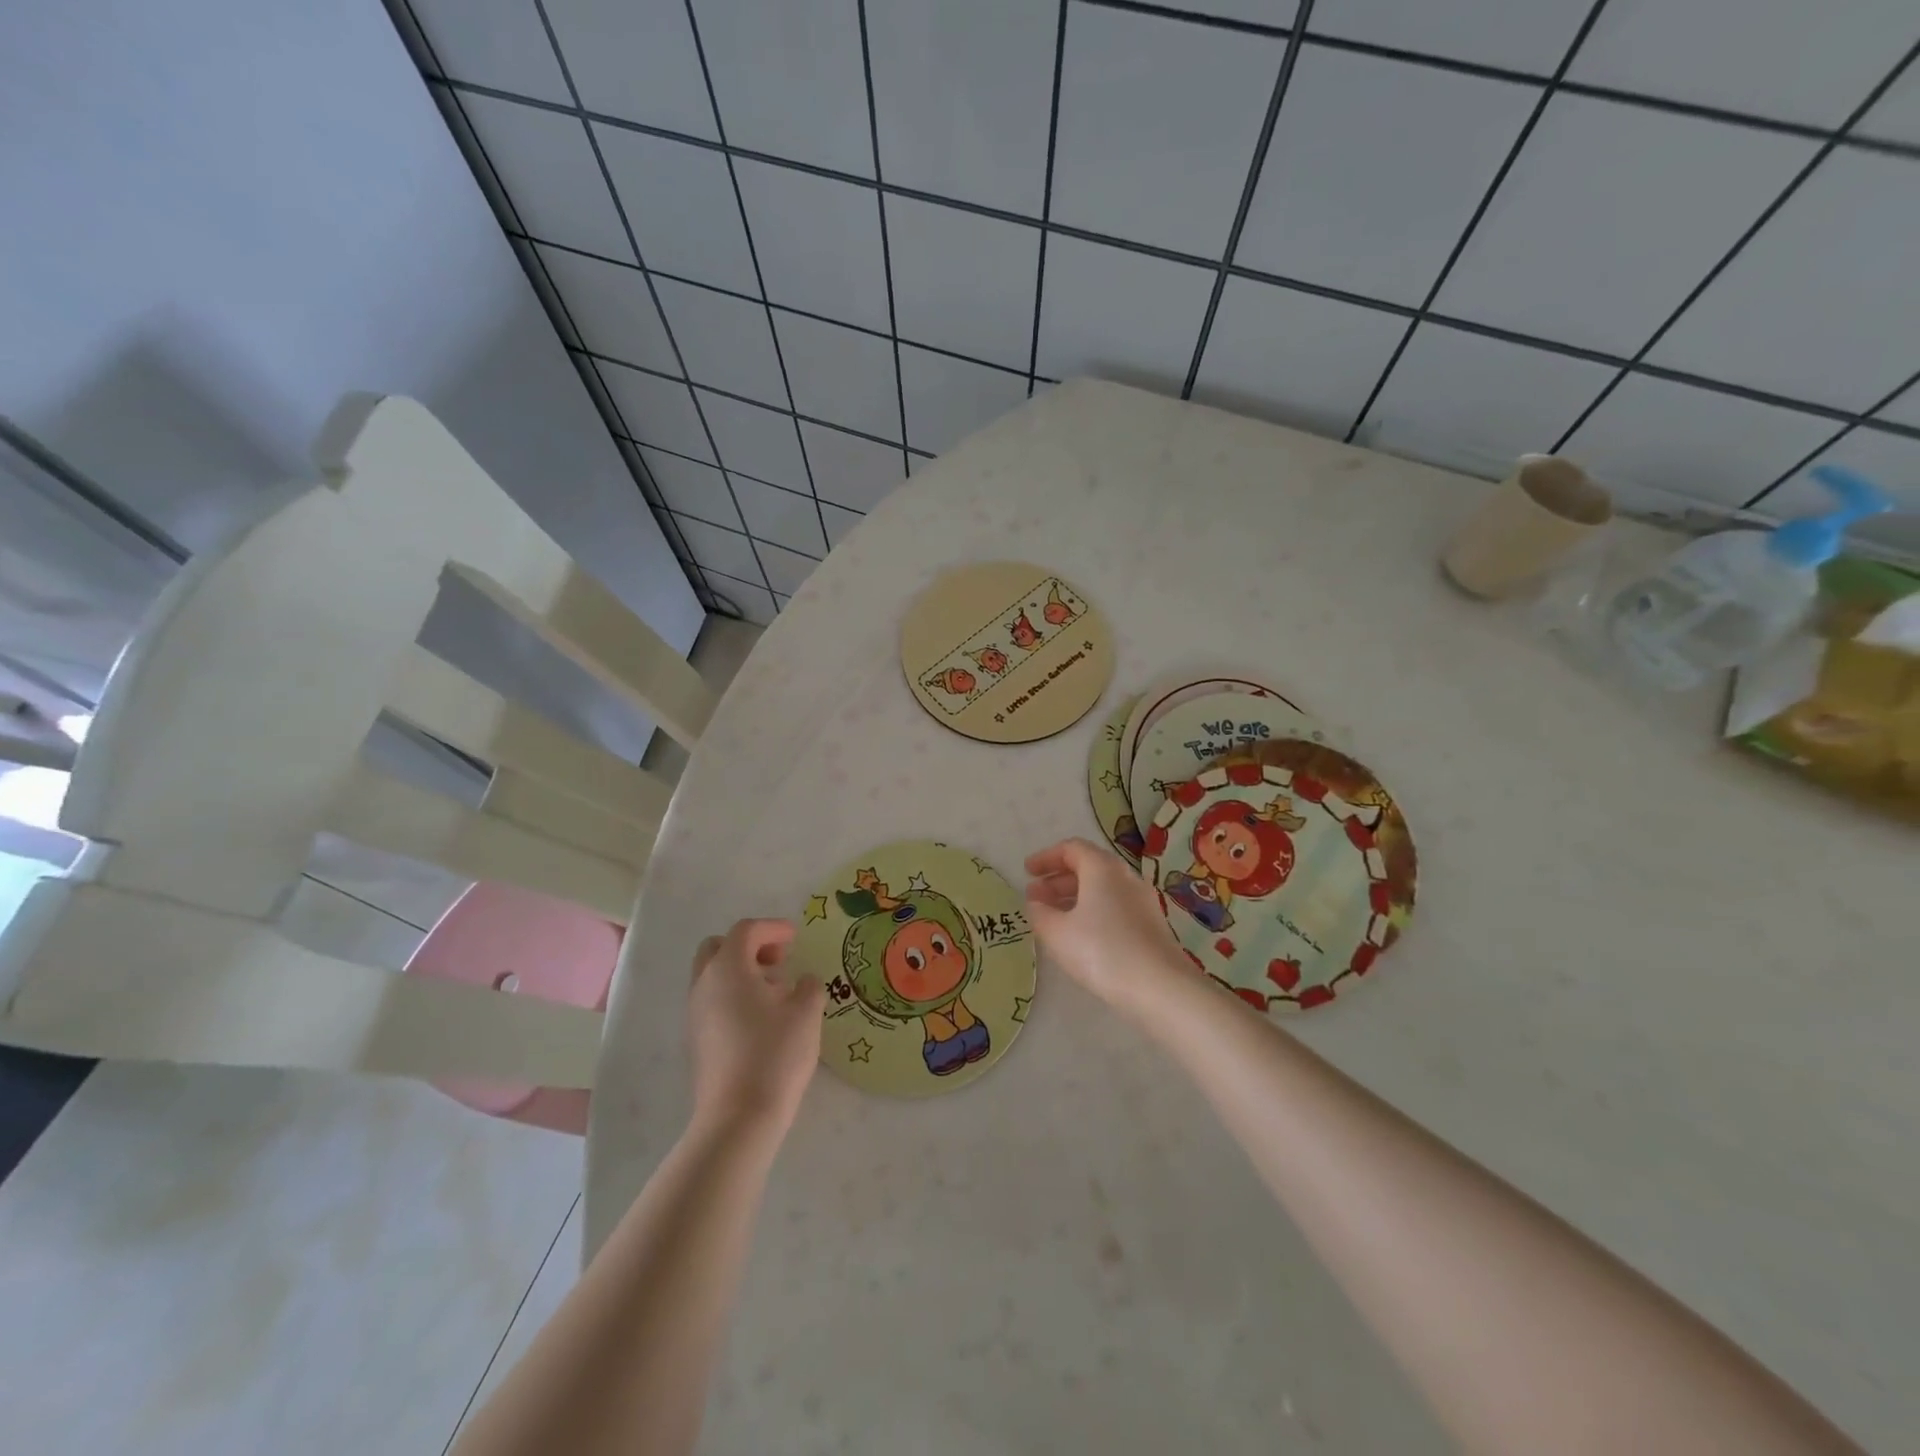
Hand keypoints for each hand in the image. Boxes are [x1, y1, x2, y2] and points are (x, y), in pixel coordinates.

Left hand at [686, 919, 823, 1136]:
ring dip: (742, 972)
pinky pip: (713, 1001)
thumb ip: (809, 986)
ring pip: (713, 976)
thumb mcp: (806, 1013)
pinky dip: (734, 996)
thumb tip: (802, 982)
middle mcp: (704, 984)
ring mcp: (695, 1014)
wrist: (738, 1118)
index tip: (796, 937)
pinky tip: (762, 1019)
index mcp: (728, 968)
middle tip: (778, 960)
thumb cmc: (775, 1054)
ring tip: (776, 992)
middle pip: (718, 948)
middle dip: (749, 946)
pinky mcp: (696, 1040)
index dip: (773, 928)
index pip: (746, 930)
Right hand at [1024, 838, 1192, 1021]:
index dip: (1046, 858)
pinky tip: (1081, 935)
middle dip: (1058, 879)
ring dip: (1074, 897)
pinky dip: (1092, 911)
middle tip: (1036, 897)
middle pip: (1088, 866)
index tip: (1027, 871)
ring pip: (1102, 888)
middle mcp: (1125, 877)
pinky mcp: (1151, 924)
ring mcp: (1142, 900)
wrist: (1160, 987)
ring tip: (1053, 917)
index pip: (1071, 849)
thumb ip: (1040, 913)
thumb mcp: (1057, 933)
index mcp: (1102, 868)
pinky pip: (1115, 906)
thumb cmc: (1101, 951)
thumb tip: (1036, 903)